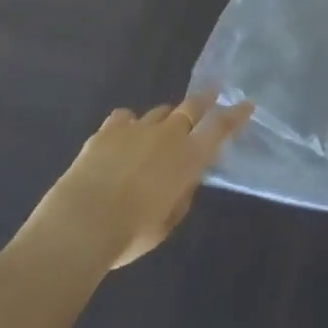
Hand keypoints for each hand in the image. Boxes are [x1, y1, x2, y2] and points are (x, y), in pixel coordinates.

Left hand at [20, 94, 253, 271]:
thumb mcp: (168, 221)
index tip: (247, 104)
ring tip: (162, 127)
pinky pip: (124, 117)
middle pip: (192, 107)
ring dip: (166, 118)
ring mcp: (137, 128)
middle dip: (205, 100)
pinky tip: (124, 133)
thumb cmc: (131, 234)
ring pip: (160, 111)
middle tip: (212, 94)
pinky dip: (129, 124)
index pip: (220, 128)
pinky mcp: (108, 130)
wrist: (80, 224)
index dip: (235, 115)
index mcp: (188, 157)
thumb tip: (185, 179)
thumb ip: (182, 195)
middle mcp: (167, 135)